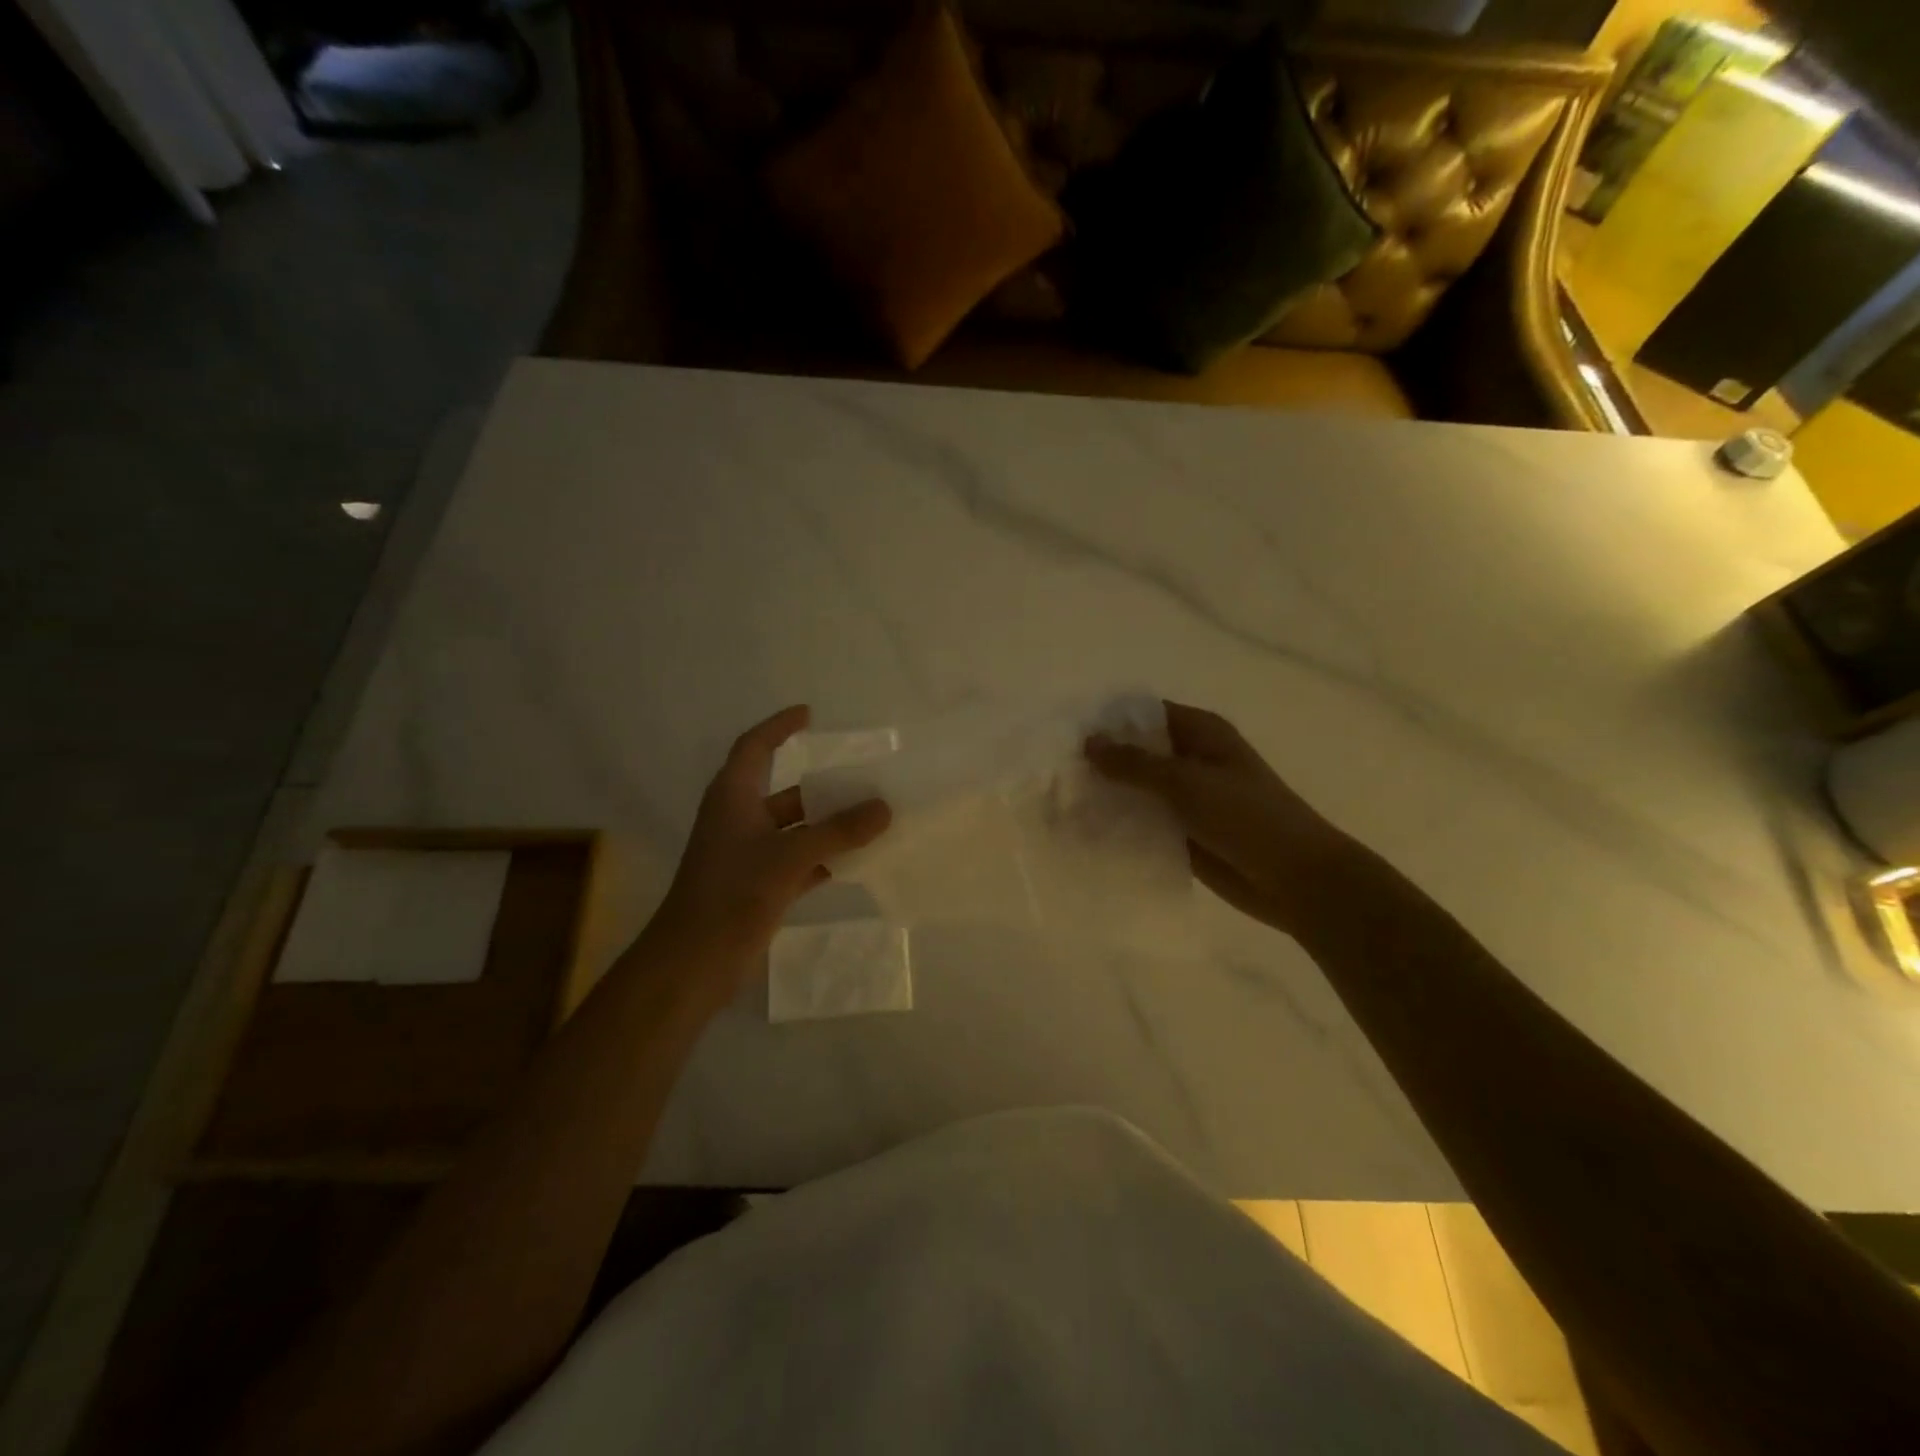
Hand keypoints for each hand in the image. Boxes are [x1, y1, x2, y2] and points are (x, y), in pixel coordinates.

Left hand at [651, 705, 890, 974]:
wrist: (693, 961)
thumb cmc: (732, 893)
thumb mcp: (789, 856)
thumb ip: (838, 831)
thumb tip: (884, 807)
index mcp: (733, 797)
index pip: (755, 747)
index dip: (779, 727)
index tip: (809, 715)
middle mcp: (739, 820)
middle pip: (786, 793)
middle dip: (824, 788)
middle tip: (865, 782)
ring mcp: (747, 856)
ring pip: (795, 830)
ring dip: (829, 827)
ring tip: (872, 820)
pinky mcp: (757, 886)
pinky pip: (798, 862)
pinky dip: (824, 859)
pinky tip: (857, 861)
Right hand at [1086, 701, 1351, 933]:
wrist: (1295, 879)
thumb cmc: (1246, 817)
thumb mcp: (1187, 782)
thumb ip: (1135, 764)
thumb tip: (1089, 743)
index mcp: (1201, 733)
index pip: (1145, 714)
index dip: (1109, 720)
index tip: (1066, 732)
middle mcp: (1191, 760)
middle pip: (1137, 752)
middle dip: (1101, 760)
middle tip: (1054, 771)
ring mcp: (1187, 799)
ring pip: (1137, 790)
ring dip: (1107, 795)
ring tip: (1060, 801)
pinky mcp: (1182, 833)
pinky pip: (1144, 823)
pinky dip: (1120, 825)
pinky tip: (1084, 832)